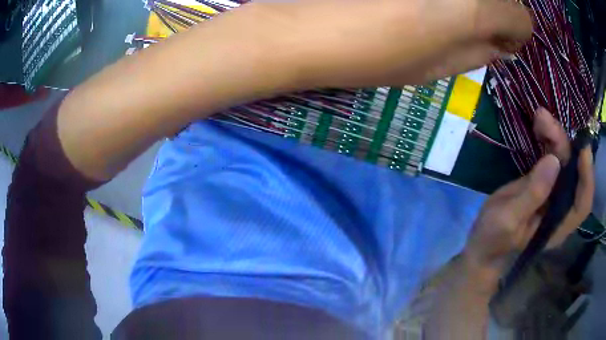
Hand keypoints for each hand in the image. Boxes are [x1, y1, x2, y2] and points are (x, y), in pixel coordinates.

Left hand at [225, 0, 532, 88]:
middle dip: (494, 12)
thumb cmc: (372, 53)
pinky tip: (420, 1)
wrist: (305, 27)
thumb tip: (499, 45)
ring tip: (440, 11)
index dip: (515, 34)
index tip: (499, 44)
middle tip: (472, 27)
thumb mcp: (438, 68)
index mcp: (474, 5)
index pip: (522, 17)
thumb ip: (478, 54)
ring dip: (470, 0)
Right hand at [463, 108, 593, 284]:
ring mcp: (553, 193)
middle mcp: (562, 208)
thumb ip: (533, 194)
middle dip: (564, 143)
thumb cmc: (495, 238)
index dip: (587, 177)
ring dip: (555, 136)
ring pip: (564, 159)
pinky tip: (540, 125)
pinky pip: (553, 156)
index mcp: (558, 226)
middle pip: (574, 172)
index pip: (582, 203)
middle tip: (545, 119)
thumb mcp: (509, 220)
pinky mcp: (544, 181)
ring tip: (540, 116)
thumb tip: (554, 161)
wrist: (484, 243)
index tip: (583, 148)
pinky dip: (548, 139)